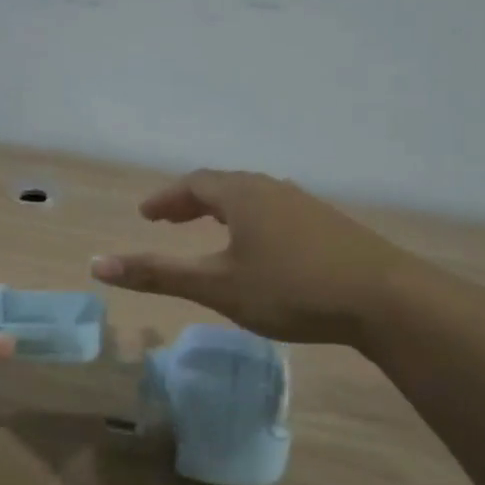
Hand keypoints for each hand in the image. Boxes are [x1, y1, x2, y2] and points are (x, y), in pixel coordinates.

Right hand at [90, 170, 417, 348]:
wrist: (387, 300)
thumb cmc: (291, 288)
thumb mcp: (217, 286)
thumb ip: (158, 274)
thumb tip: (97, 265)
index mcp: (242, 195)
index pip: (193, 184)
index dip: (165, 199)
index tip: (145, 215)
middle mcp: (273, 189)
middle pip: (223, 186)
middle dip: (191, 202)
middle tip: (169, 221)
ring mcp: (306, 206)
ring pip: (252, 198)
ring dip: (222, 211)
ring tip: (209, 232)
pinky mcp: (330, 227)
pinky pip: (276, 212)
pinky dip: (250, 222)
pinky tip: (259, 249)